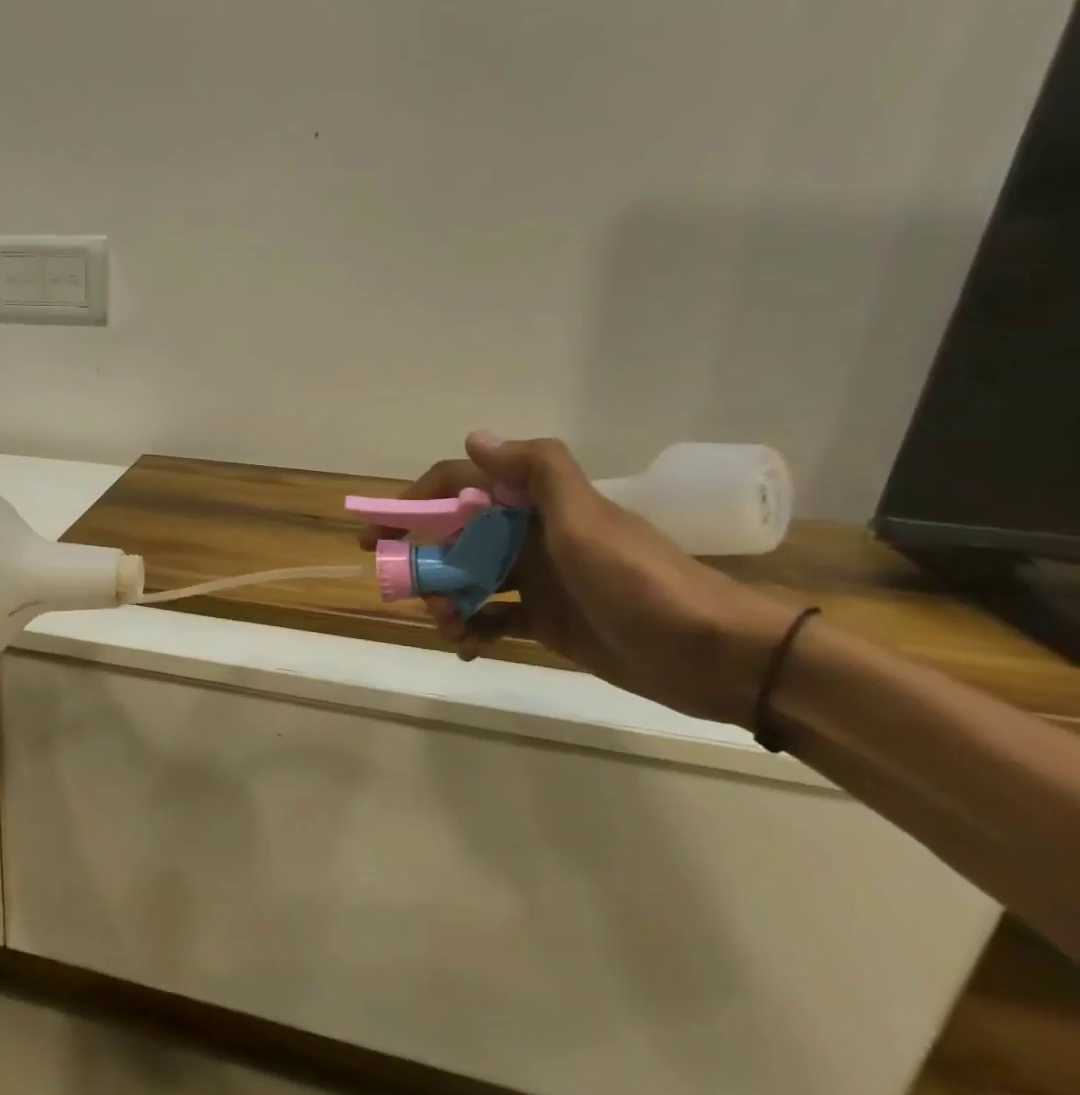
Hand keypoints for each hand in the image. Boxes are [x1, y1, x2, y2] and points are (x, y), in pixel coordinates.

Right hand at [364, 433, 794, 727]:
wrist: (713, 657)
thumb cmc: (641, 583)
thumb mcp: (588, 521)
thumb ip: (536, 474)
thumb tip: (474, 438)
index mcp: (539, 506)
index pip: (464, 487)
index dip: (417, 501)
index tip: (382, 529)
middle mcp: (532, 536)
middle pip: (457, 536)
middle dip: (423, 557)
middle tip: (398, 584)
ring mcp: (538, 580)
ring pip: (469, 580)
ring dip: (445, 599)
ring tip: (445, 627)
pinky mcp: (546, 620)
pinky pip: (492, 619)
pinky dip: (471, 630)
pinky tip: (465, 647)